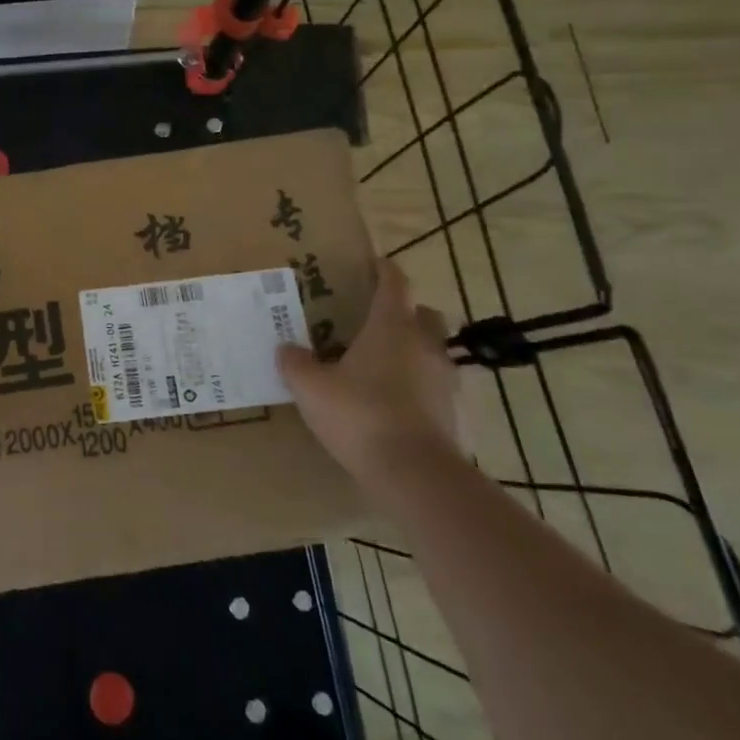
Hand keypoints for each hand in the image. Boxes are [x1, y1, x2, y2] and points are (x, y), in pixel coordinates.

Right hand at [278, 259, 459, 489]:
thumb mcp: (310, 388)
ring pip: (433, 350)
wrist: (415, 474)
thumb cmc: (360, 414)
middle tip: (377, 321)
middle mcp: (424, 344)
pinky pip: (436, 386)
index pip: (394, 283)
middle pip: (423, 313)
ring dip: (414, 350)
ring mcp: (445, 378)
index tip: (372, 265)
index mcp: (391, 326)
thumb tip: (286, 349)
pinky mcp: (453, 412)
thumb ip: (295, 364)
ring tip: (384, 365)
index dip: (384, 270)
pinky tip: (396, 402)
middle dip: (405, 312)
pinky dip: (420, 386)